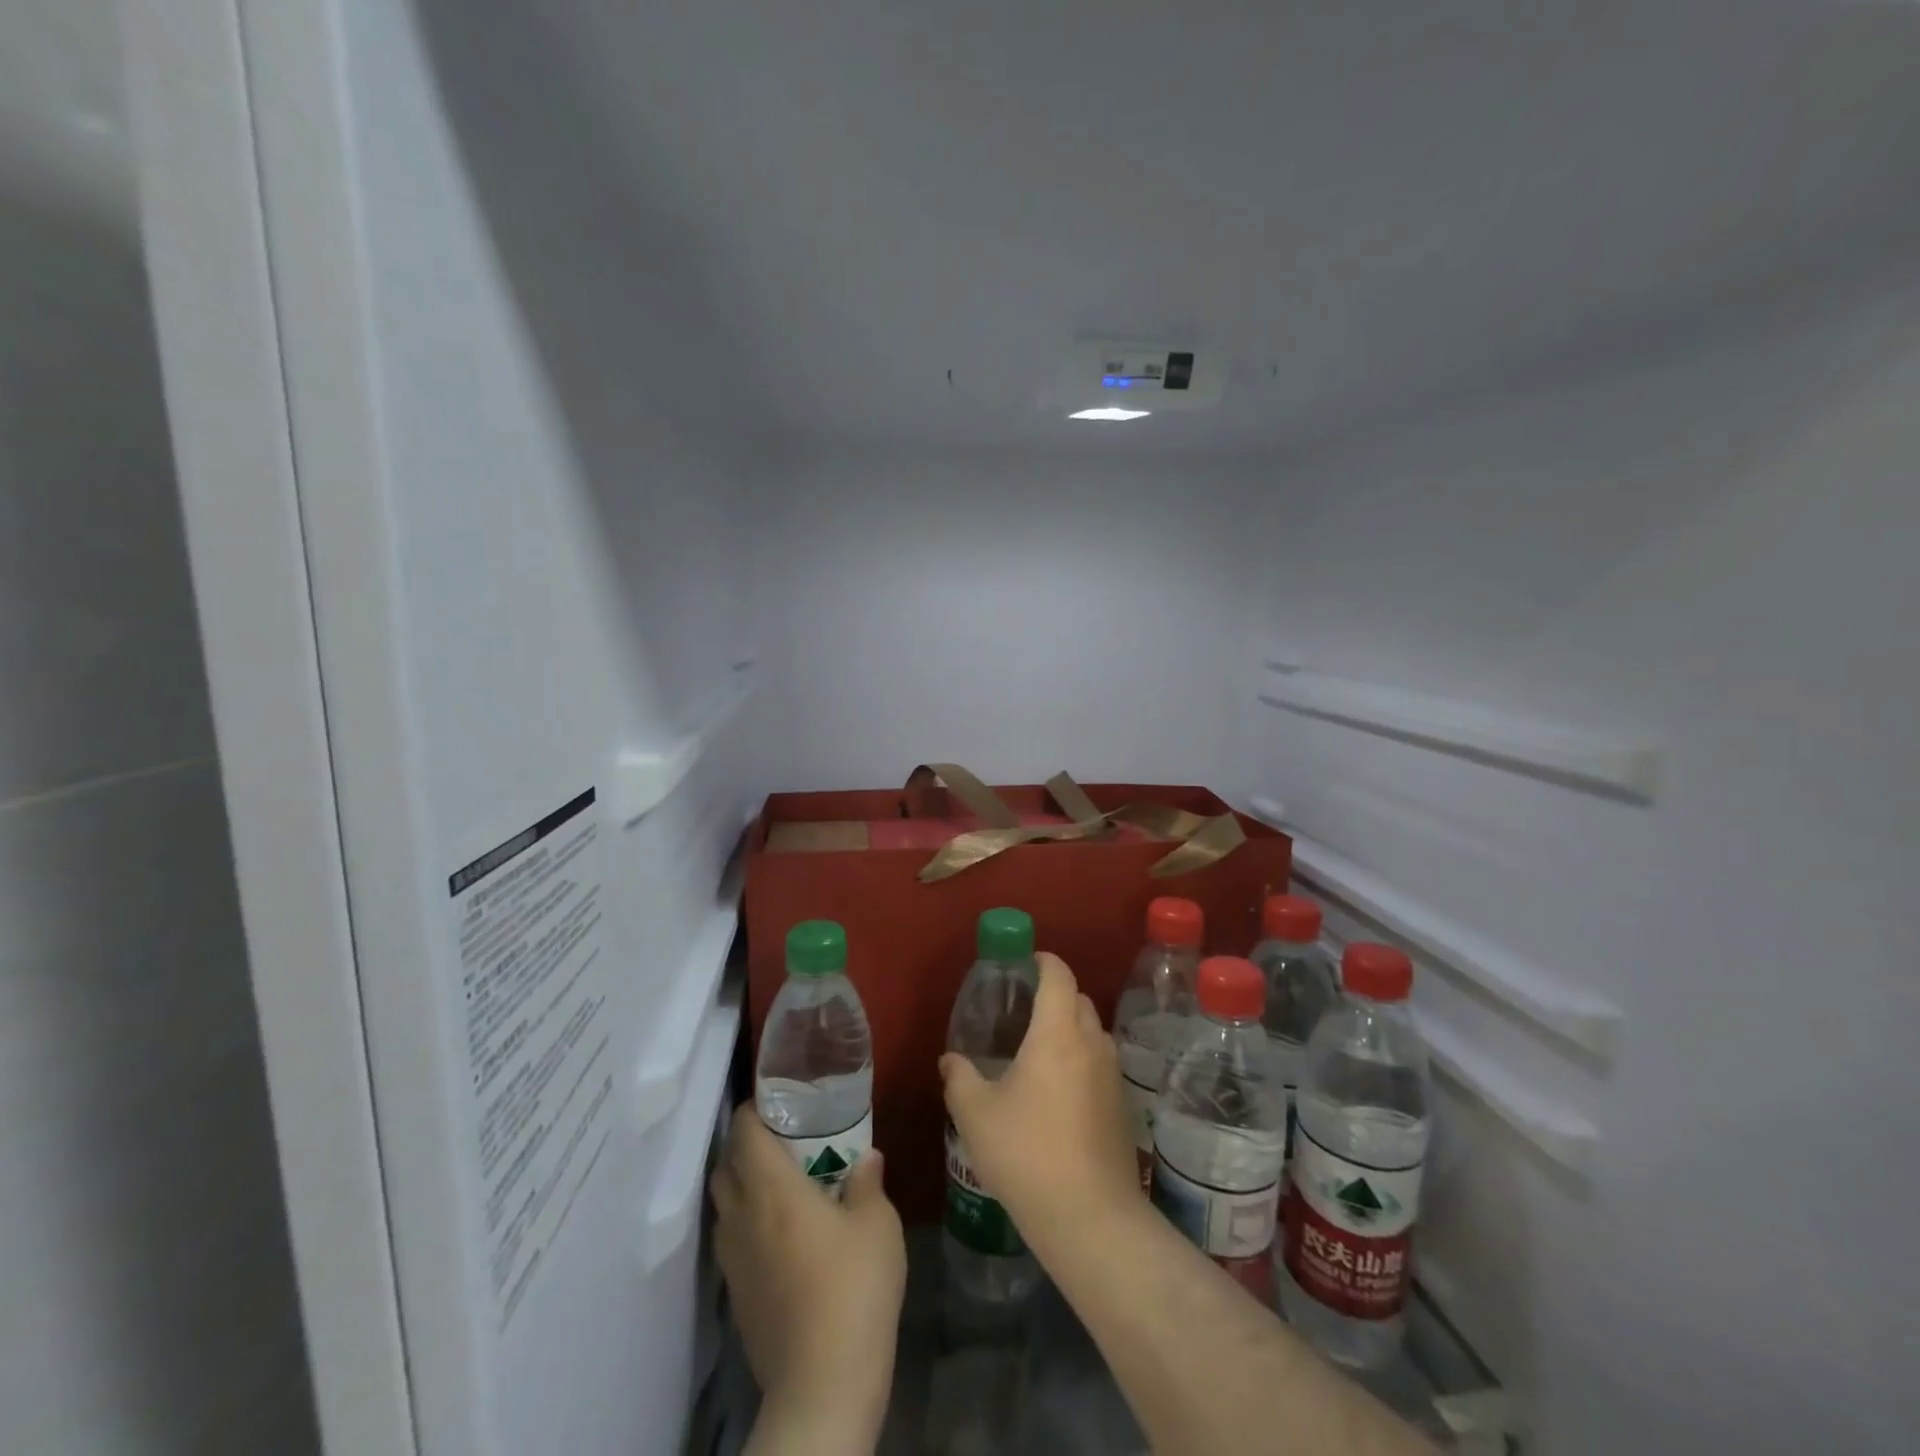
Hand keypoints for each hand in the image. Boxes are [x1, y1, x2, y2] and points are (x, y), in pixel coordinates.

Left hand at [711, 1108, 905, 1451]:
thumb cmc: (853, 1286)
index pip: (744, 1132)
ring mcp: (733, 1262)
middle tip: (781, 1140)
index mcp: (772, 1188)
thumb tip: (867, 1157)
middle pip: (725, 1167)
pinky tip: (781, 1237)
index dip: (753, 1110)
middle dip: (745, 1147)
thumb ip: (867, 1182)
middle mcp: (742, 1217)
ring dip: (742, 1188)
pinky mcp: (737, 1298)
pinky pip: (732, 1243)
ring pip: (724, 1207)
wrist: (823, 1384)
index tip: (776, 1101)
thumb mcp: (876, 1224)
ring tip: (779, 1186)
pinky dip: (747, 1226)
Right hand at [939, 952, 1142, 1255]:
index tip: (1022, 963)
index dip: (1042, 960)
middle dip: (1053, 994)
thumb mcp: (976, 1114)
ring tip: (1037, 1051)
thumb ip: (959, 1078)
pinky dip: (1080, 1058)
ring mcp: (1113, 1074)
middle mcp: (1091, 1042)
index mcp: (1057, 1032)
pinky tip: (1057, 1091)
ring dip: (1069, 1028)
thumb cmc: (1027, 1153)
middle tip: (1021, 1010)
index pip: (1058, 974)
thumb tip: (950, 1060)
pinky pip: (1100, 1061)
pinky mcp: (1122, 1104)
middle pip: (1077, 998)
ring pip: (1092, 1030)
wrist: (1091, 1218)